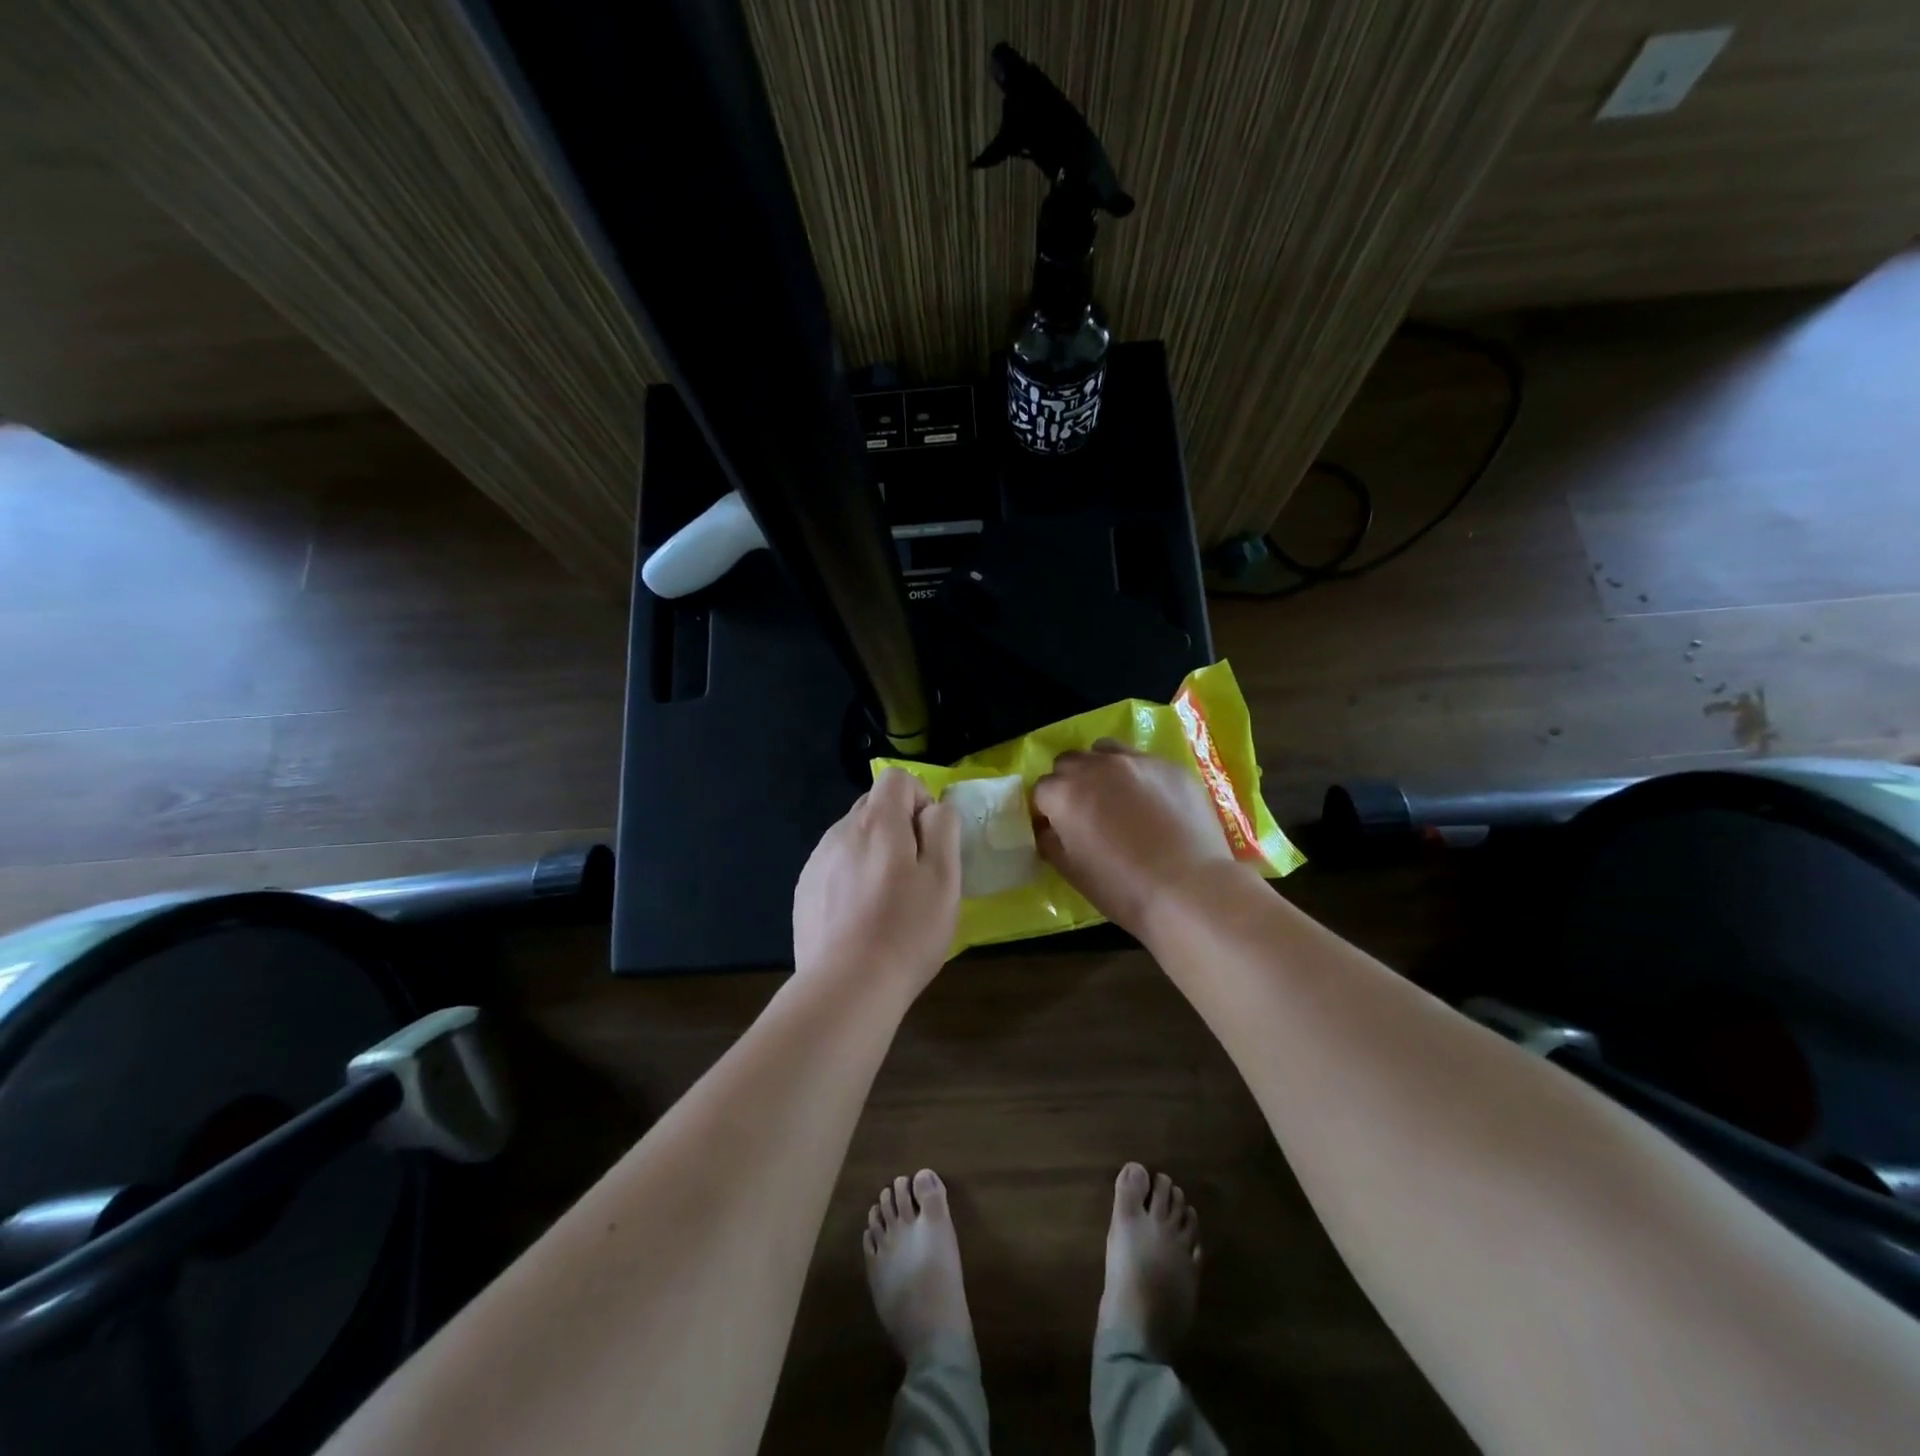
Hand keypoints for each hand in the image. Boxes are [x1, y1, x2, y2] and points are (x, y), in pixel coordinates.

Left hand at [793, 767, 960, 993]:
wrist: (847, 986)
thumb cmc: (907, 930)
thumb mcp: (945, 877)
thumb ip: (943, 829)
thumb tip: (933, 809)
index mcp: (877, 822)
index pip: (897, 778)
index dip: (920, 799)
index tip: (931, 838)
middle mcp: (840, 831)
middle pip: (873, 807)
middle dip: (898, 827)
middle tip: (915, 873)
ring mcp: (816, 861)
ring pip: (853, 839)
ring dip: (873, 854)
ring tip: (887, 901)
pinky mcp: (804, 891)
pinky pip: (834, 867)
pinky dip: (851, 879)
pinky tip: (861, 918)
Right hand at [1032, 741, 1251, 938]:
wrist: (1189, 888)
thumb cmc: (1123, 887)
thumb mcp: (1072, 872)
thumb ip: (1051, 842)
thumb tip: (1048, 829)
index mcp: (1065, 793)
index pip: (1041, 789)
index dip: (1047, 810)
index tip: (1058, 829)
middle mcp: (1096, 766)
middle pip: (1069, 762)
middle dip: (1070, 783)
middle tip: (1085, 812)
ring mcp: (1136, 761)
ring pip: (1105, 751)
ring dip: (1101, 768)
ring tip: (1116, 797)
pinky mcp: (1170, 765)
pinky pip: (1143, 761)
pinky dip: (1138, 776)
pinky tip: (1154, 804)